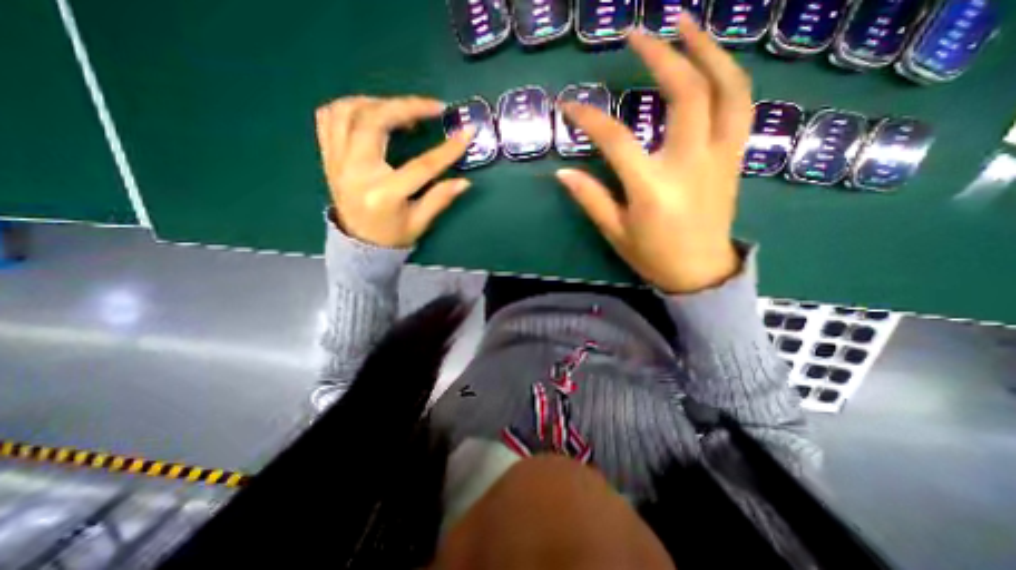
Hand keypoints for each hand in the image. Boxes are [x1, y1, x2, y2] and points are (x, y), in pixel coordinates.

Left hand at [314, 93, 477, 246]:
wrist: (358, 244)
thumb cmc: (392, 236)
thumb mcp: (420, 223)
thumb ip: (440, 199)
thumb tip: (464, 182)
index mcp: (383, 194)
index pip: (421, 166)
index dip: (448, 149)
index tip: (467, 133)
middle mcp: (356, 172)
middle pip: (375, 122)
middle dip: (407, 107)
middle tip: (432, 107)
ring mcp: (337, 161)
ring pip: (348, 111)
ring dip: (379, 102)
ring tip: (402, 111)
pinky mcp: (328, 156)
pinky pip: (329, 117)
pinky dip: (351, 106)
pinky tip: (372, 113)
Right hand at [555, 17, 751, 292]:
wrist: (700, 272)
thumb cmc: (653, 255)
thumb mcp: (615, 232)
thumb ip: (590, 198)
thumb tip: (562, 173)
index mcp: (653, 187)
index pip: (616, 140)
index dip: (589, 118)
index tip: (569, 105)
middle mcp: (690, 163)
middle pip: (686, 93)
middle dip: (661, 55)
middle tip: (637, 32)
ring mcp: (720, 156)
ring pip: (727, 88)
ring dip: (708, 49)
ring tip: (685, 23)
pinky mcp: (734, 157)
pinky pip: (740, 104)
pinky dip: (728, 75)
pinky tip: (711, 62)